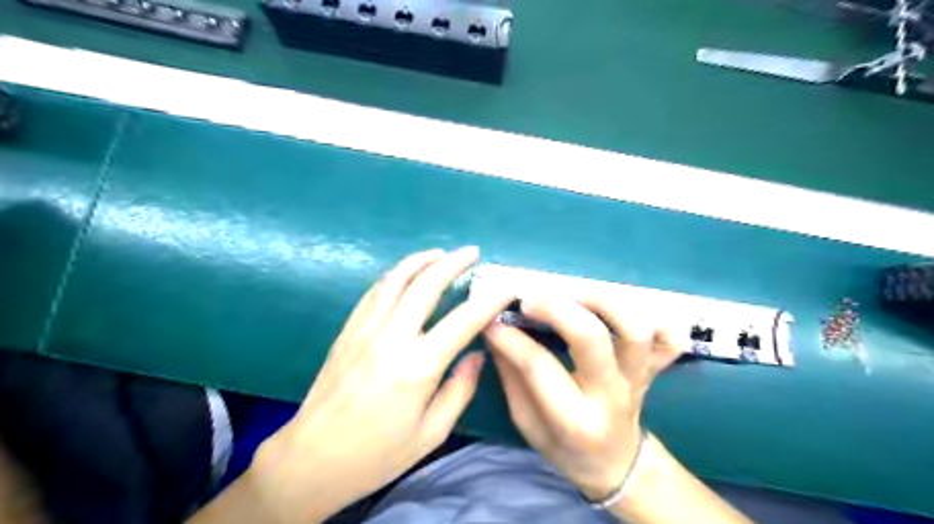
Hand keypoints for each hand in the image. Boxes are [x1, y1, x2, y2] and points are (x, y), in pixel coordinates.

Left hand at [247, 246, 510, 523]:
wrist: (311, 460)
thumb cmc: (377, 455)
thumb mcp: (431, 433)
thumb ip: (460, 389)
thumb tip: (477, 355)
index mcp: (417, 367)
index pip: (463, 321)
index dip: (489, 301)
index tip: (506, 287)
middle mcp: (391, 338)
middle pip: (426, 285)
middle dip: (452, 263)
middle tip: (471, 252)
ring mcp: (364, 330)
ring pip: (395, 280)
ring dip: (421, 260)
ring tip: (440, 253)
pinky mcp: (347, 331)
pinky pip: (373, 292)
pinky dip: (394, 276)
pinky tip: (405, 274)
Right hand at [481, 297, 680, 501]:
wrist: (616, 463)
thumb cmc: (565, 447)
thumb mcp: (527, 423)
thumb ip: (511, 376)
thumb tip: (495, 329)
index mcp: (575, 420)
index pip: (539, 367)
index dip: (511, 338)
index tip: (490, 319)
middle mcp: (612, 396)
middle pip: (591, 339)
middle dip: (557, 308)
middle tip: (529, 298)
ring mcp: (639, 379)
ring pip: (635, 330)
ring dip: (603, 301)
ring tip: (573, 292)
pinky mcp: (655, 368)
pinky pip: (670, 340)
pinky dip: (656, 317)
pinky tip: (624, 309)